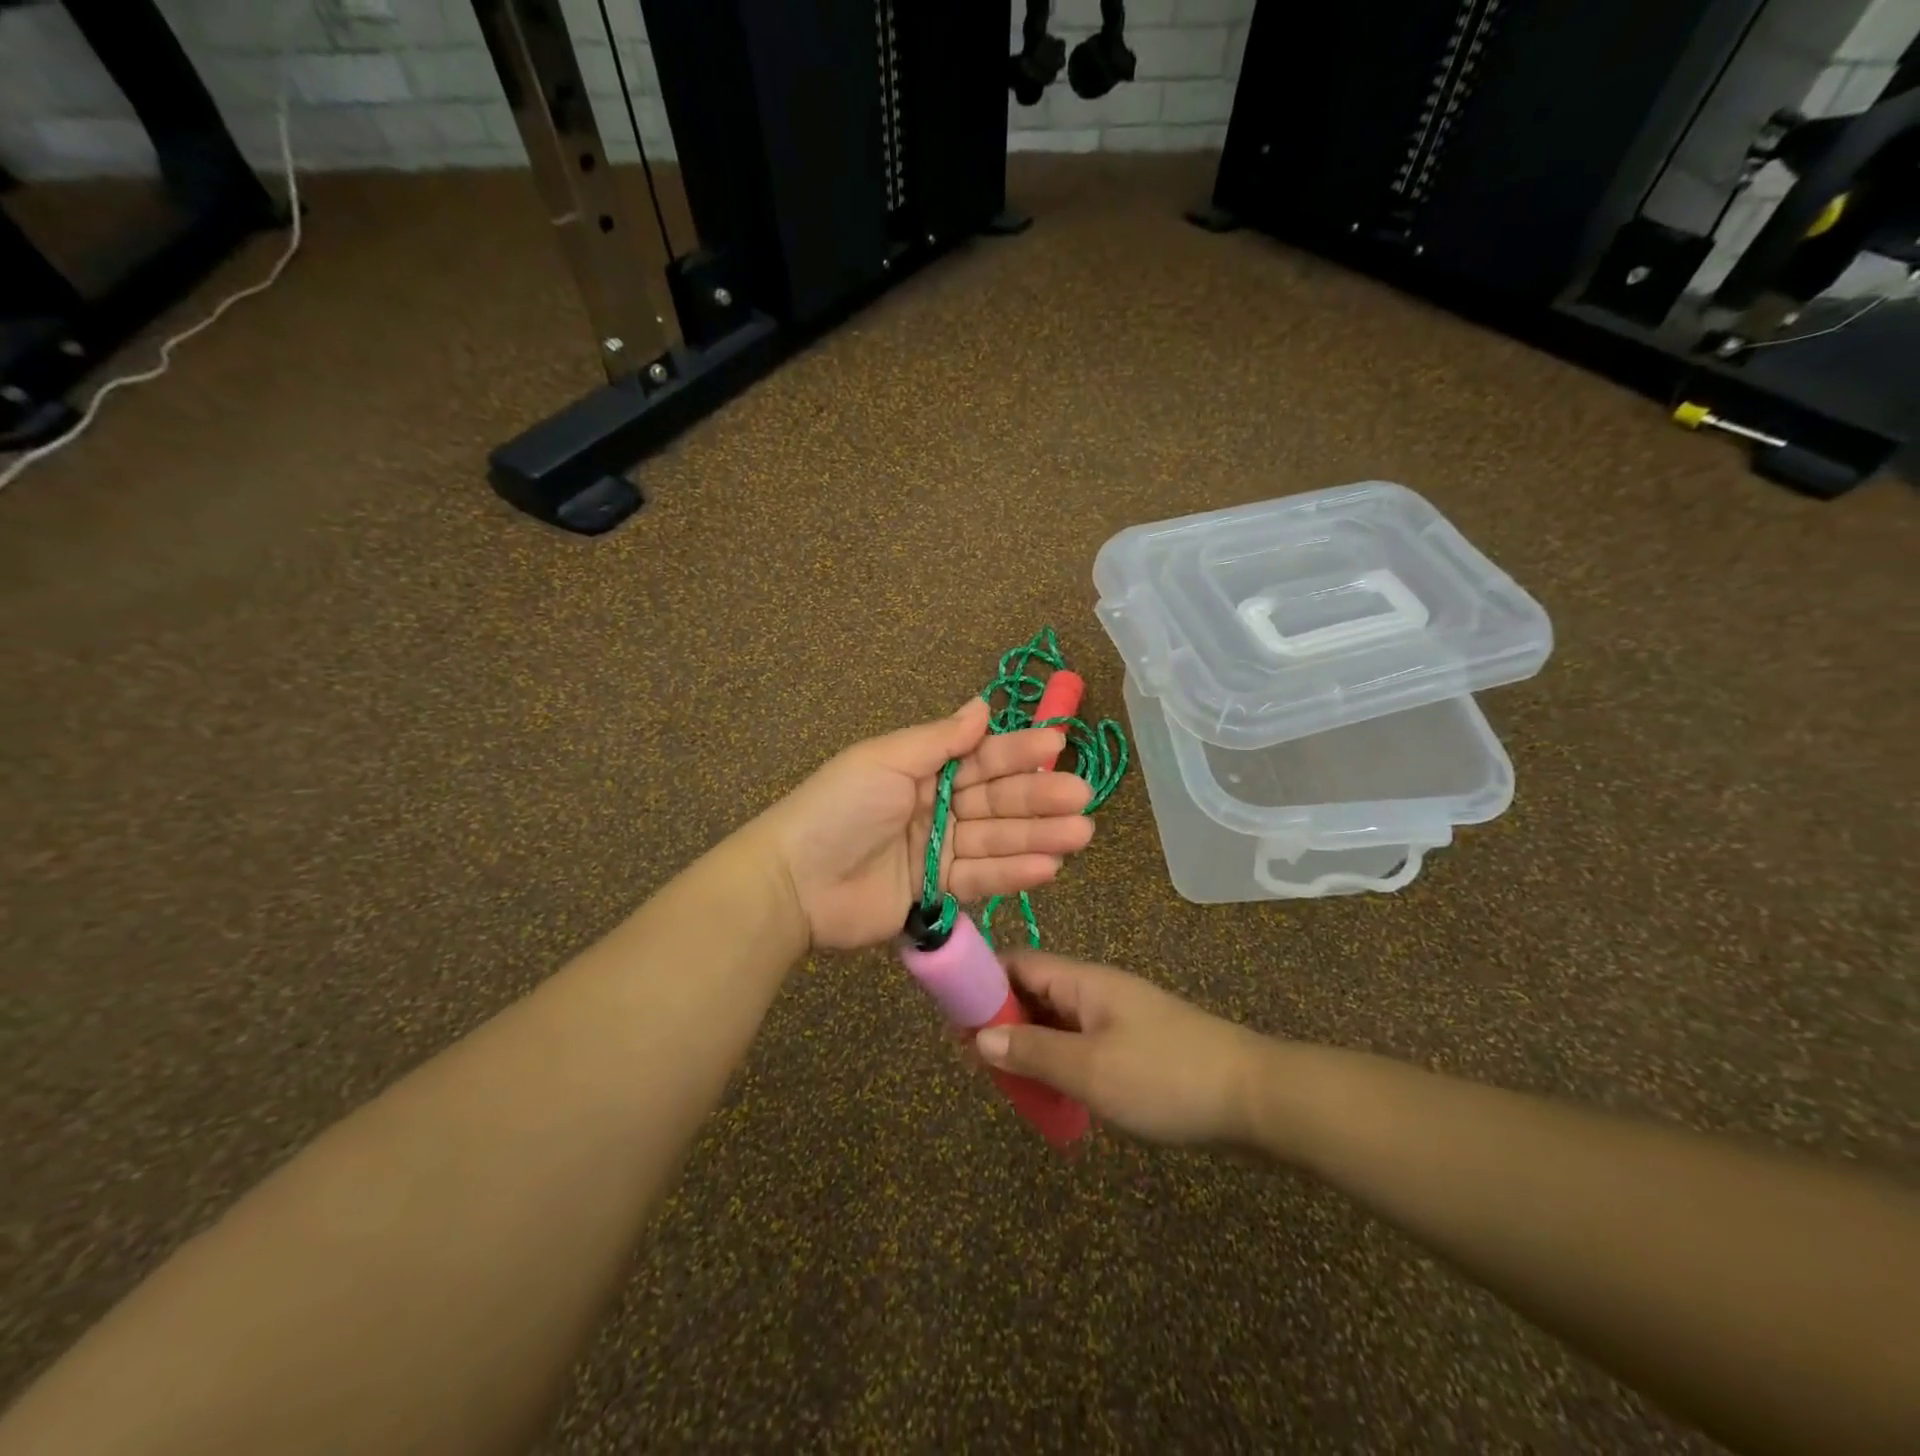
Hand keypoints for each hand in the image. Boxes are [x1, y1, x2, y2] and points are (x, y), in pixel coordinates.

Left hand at [751, 699, 1094, 951]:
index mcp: (923, 769)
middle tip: (1082, 798)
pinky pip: (982, 879)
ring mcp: (938, 851)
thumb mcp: (885, 760)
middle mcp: (937, 806)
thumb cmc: (839, 808)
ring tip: (1080, 834)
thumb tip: (983, 705)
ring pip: (997, 840)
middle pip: (996, 800)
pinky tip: (1048, 866)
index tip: (1057, 746)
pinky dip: (1014, 873)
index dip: (1018, 752)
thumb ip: (939, 739)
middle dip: (1039, 797)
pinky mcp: (938, 893)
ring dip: (1039, 836)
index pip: (981, 758)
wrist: (794, 882)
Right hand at [974, 951, 1264, 1145]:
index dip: (981, 984)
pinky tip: (1049, 1091)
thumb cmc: (1166, 1077)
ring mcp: (1118, 1018)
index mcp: (1083, 980)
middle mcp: (1097, 990)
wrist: (1255, 1099)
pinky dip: (1057, 1061)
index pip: (1017, 964)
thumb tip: (980, 1036)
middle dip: (1000, 1020)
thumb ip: (1032, 1051)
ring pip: (1056, 1021)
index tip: (951, 1018)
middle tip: (972, 1061)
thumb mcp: (1090, 1069)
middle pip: (1034, 991)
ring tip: (1003, 1081)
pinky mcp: (1135, 1046)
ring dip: (1028, 1045)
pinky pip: (1080, 1044)